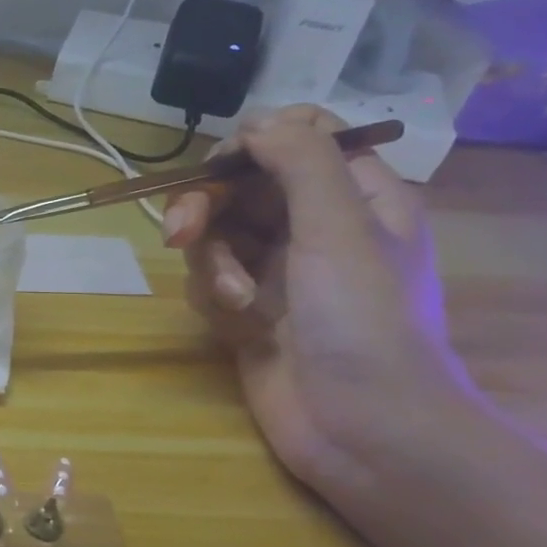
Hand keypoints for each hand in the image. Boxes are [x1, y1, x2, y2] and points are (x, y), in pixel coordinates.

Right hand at [160, 106, 468, 492]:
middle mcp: (315, 226)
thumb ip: (301, 162)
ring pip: (217, 235)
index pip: (297, 139)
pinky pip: (210, 280)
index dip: (254, 144)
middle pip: (240, 187)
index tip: (224, 166)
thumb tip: (259, 117)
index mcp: (355, 196)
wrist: (363, 429)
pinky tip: (236, 324)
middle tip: (182, 233)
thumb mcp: (338, 228)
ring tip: (233, 300)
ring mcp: (279, 271)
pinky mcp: (248, 310)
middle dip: (208, 208)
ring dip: (213, 263)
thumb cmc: (364, 321)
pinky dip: (214, 297)